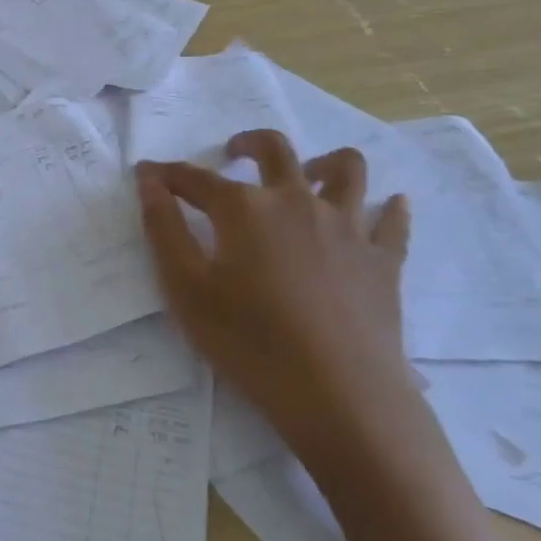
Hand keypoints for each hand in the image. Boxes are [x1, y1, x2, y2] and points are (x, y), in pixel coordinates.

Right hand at [135, 133, 414, 456]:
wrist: (341, 397)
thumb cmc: (251, 344)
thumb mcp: (187, 290)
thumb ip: (163, 229)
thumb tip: (148, 180)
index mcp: (245, 209)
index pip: (196, 179)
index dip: (168, 174)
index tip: (148, 172)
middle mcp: (296, 201)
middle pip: (275, 150)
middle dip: (249, 142)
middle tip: (234, 152)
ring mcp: (346, 227)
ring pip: (345, 170)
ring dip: (324, 162)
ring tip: (310, 173)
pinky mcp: (382, 261)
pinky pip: (392, 223)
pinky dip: (389, 209)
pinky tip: (389, 206)